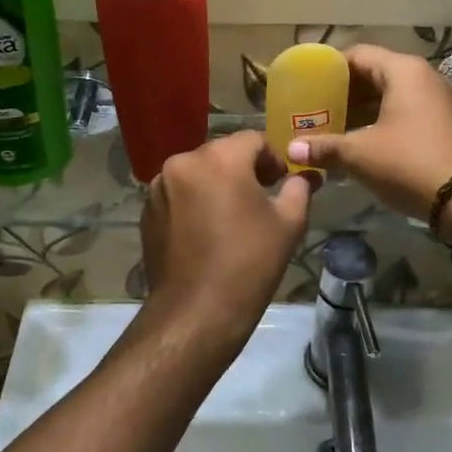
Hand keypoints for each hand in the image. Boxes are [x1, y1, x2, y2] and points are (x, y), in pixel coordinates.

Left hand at [140, 131, 313, 353]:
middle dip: (243, 170)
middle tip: (261, 198)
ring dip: (216, 185)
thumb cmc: (249, 262)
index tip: (282, 182)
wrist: (196, 311)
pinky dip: (194, 202)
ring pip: (198, 173)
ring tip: (231, 216)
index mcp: (220, 158)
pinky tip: (205, 231)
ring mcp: (160, 186)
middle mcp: (184, 161)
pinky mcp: (147, 210)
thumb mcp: (288, 223)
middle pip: (222, 153)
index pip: (253, 140)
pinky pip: (178, 193)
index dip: (273, 158)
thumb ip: (298, 189)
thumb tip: (304, 176)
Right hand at [291, 44, 451, 234]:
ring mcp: (438, 97)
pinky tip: (363, 137)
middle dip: (345, 89)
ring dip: (363, 105)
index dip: (330, 68)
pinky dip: (383, 116)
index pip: (358, 54)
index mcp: (403, 70)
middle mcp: (424, 75)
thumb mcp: (360, 155)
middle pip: (375, 71)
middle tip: (317, 106)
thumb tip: (292, 148)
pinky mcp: (445, 119)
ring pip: (391, 91)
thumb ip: (325, 147)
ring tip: (335, 122)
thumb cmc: (408, 163)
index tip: (308, 84)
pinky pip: (406, 107)